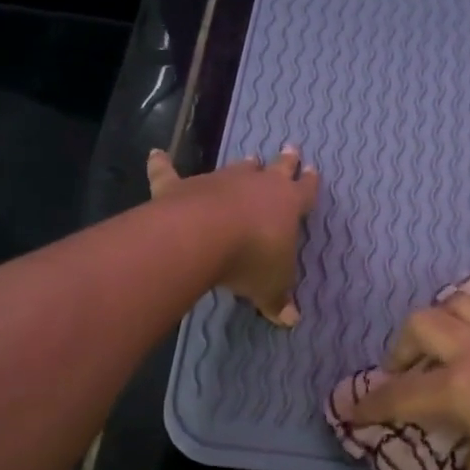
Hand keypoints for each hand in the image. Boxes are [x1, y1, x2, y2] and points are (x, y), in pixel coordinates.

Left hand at [147, 146, 318, 325]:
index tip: (313, 171)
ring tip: (250, 158)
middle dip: (285, 161)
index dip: (310, 183)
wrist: (204, 236)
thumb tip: (291, 321)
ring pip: (236, 168)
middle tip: (291, 149)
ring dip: (243, 166)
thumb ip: (279, 300)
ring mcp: (219, 181)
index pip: (305, 190)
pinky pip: (170, 172)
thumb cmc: (252, 259)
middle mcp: (257, 184)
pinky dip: (162, 164)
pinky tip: (156, 154)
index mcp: (287, 203)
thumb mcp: (271, 286)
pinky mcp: (182, 186)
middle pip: (276, 168)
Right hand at [346, 292, 469, 469]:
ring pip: (468, 302)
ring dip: (447, 321)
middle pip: (423, 324)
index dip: (369, 405)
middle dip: (401, 347)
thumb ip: (464, 455)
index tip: (350, 411)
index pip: (399, 394)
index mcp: (459, 389)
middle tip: (403, 373)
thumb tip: (467, 442)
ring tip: (449, 345)